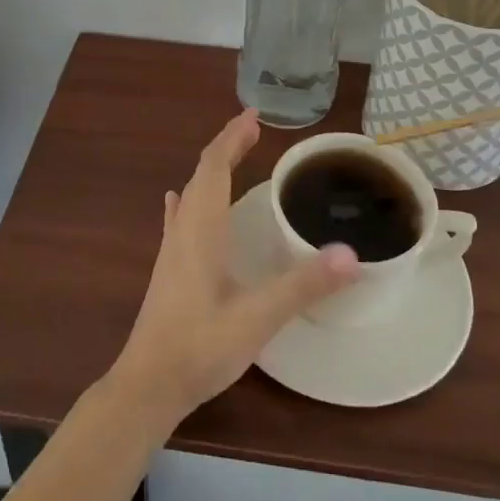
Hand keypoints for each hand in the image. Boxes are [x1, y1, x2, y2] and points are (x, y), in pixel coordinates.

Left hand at [106, 110, 360, 429]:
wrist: (148, 385)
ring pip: (191, 195)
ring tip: (233, 157)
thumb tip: (351, 254)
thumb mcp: (258, 317)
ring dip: (212, 170)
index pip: (214, 166)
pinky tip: (180, 202)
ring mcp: (172, 250)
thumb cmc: (201, 346)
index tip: (253, 115)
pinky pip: (180, 219)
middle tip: (253, 131)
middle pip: (202, 174)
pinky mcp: (169, 270)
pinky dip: (190, 199)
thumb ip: (303, 285)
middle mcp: (184, 230)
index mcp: (202, 228)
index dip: (232, 137)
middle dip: (226, 147)